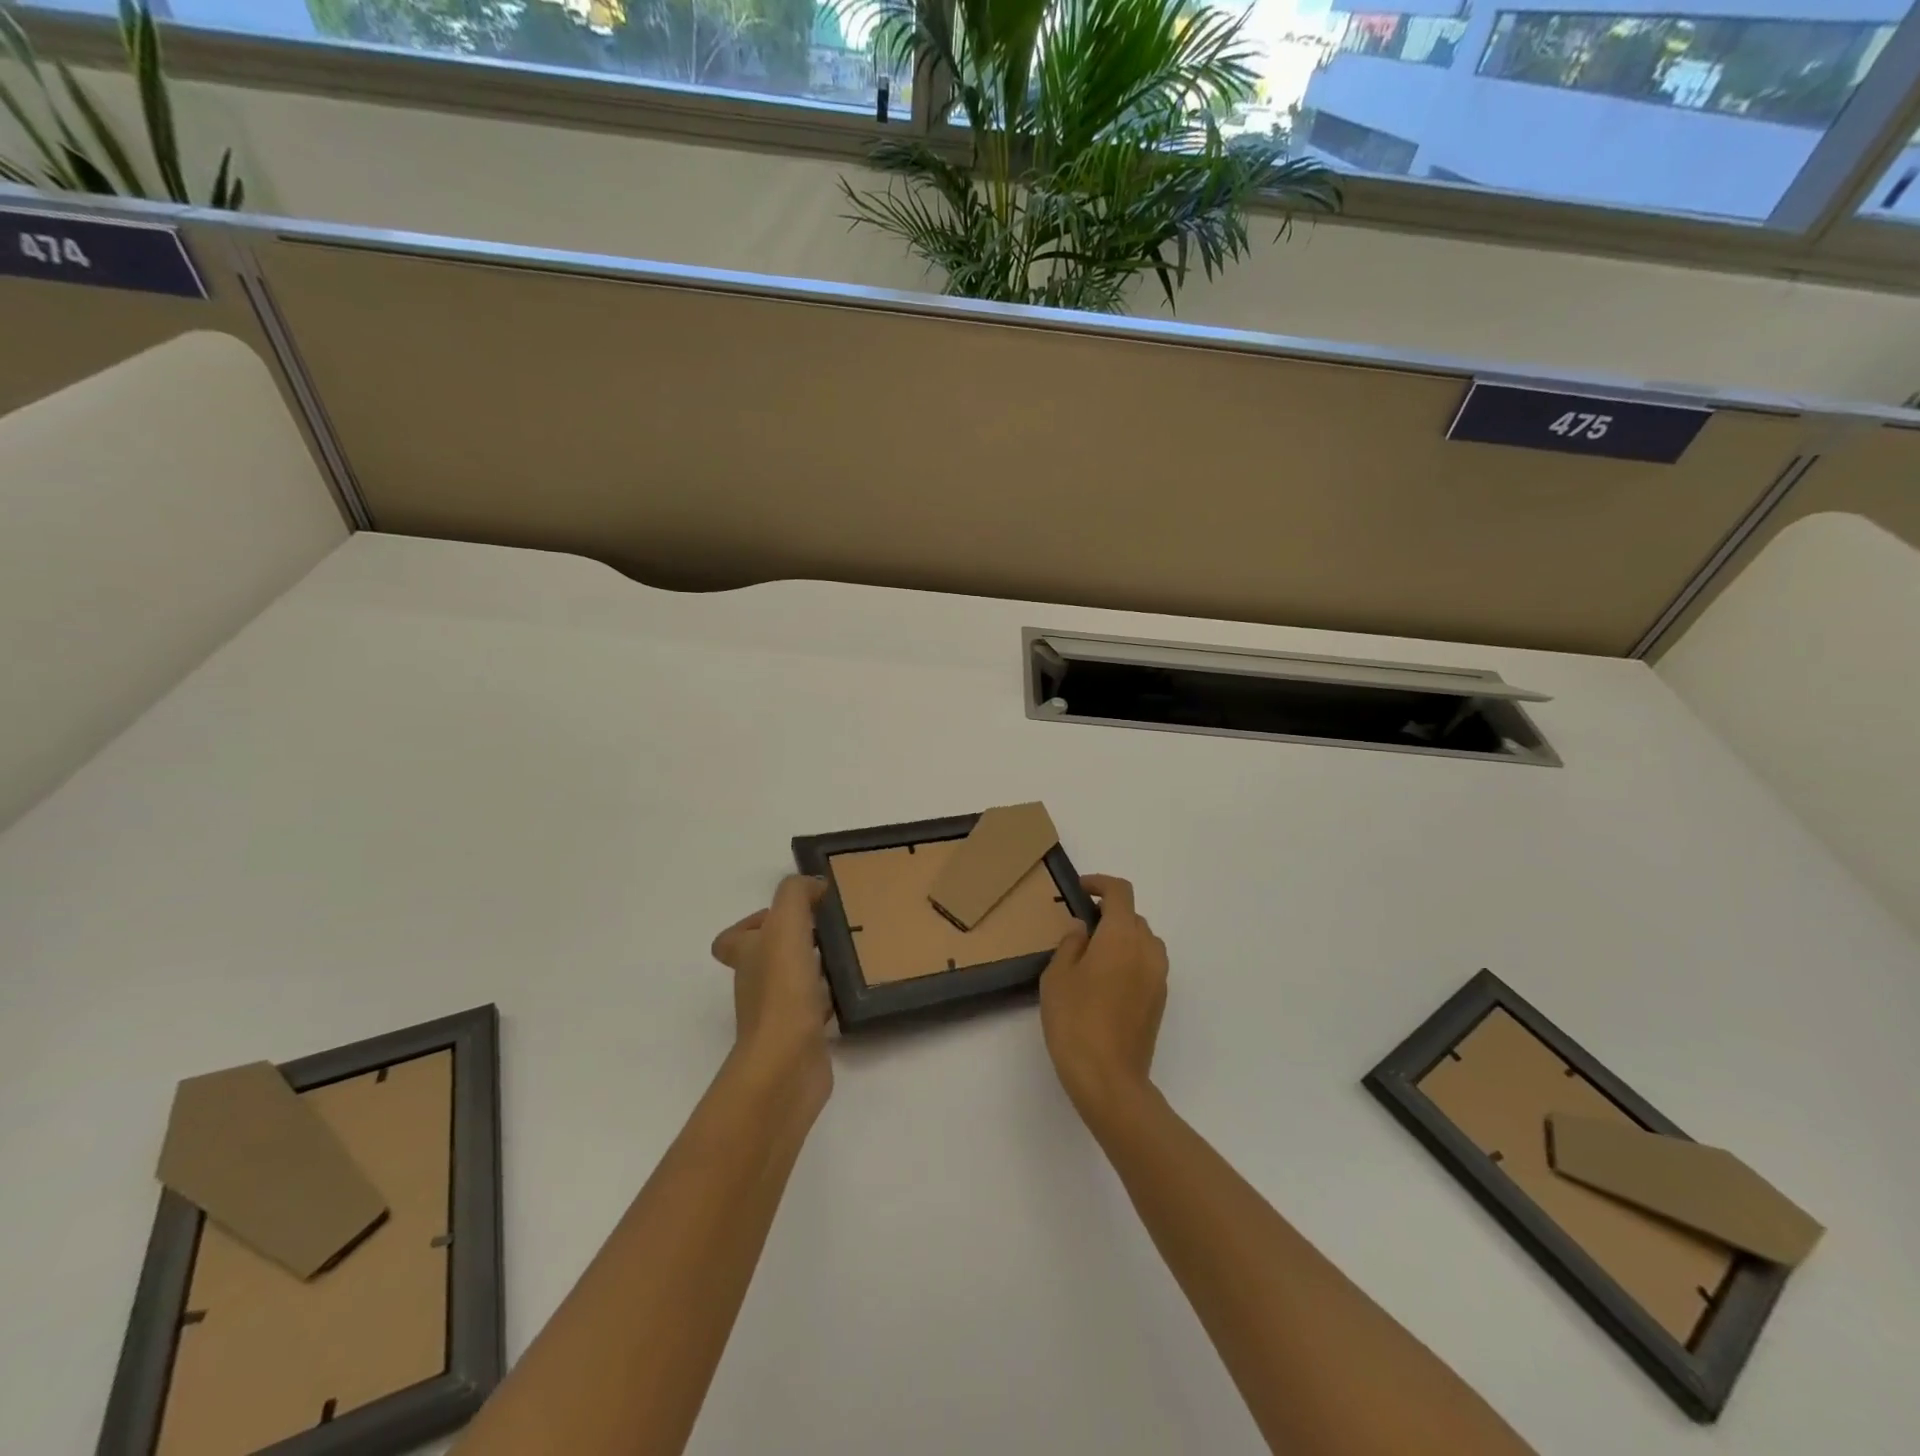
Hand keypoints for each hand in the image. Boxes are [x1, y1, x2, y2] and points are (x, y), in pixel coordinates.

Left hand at [710, 875, 832, 1113]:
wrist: (786, 1066)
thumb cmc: (782, 991)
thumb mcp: (786, 927)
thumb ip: (796, 896)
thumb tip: (813, 885)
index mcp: (748, 957)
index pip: (733, 938)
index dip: (755, 923)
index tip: (794, 915)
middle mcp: (757, 985)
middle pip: (767, 959)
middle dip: (795, 942)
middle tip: (828, 930)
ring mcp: (778, 1015)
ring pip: (793, 984)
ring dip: (815, 969)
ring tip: (846, 955)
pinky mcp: (802, 1039)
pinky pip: (815, 1012)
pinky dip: (830, 1000)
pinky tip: (852, 991)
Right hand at [1040, 874, 1168, 1123]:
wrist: (1109, 1078)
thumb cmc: (1075, 1020)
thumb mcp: (1057, 976)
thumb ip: (1071, 944)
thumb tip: (1084, 929)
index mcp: (1122, 936)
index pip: (1120, 892)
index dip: (1100, 884)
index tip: (1080, 891)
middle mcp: (1147, 949)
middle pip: (1133, 916)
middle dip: (1109, 914)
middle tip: (1080, 930)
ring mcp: (1158, 976)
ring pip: (1143, 941)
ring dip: (1122, 938)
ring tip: (1093, 957)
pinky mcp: (1160, 1000)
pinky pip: (1147, 964)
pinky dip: (1130, 960)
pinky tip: (1106, 983)